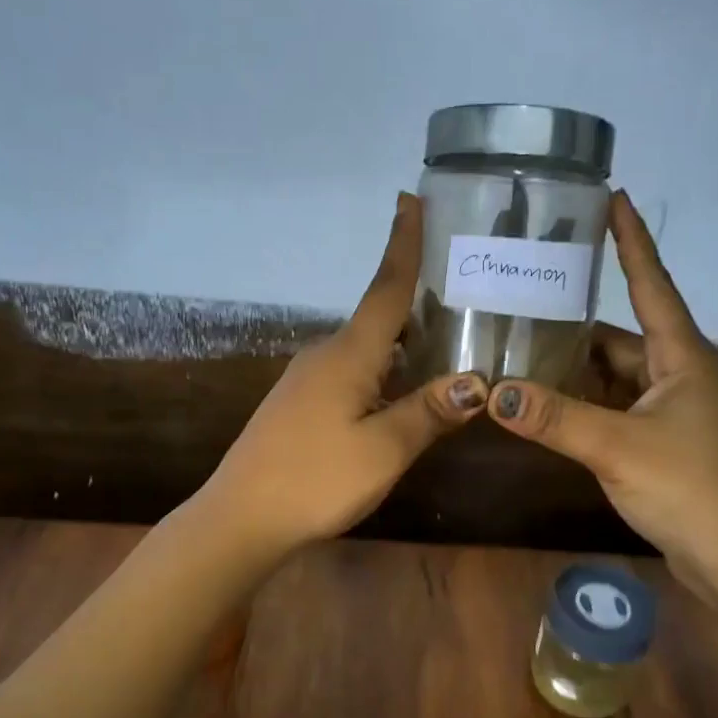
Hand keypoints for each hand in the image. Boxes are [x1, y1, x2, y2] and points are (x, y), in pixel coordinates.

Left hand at [199, 193, 487, 556]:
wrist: (241, 518)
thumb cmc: (314, 480)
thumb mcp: (383, 450)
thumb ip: (429, 412)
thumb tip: (476, 382)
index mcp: (348, 354)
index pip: (386, 288)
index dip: (403, 244)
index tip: (411, 199)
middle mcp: (326, 355)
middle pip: (380, 316)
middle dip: (418, 299)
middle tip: (463, 289)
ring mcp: (308, 380)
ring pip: (368, 349)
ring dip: (404, 341)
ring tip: (448, 342)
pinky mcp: (301, 404)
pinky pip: (353, 372)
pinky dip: (384, 370)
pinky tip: (404, 391)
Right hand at [485, 190, 717, 588]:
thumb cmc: (691, 489)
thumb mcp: (616, 447)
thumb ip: (554, 418)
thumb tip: (494, 390)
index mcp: (681, 357)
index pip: (652, 284)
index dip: (632, 241)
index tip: (613, 198)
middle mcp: (678, 374)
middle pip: (620, 335)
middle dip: (575, 321)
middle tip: (524, 299)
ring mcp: (670, 411)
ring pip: (613, 375)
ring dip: (574, 369)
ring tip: (519, 350)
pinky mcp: (660, 442)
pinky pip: (612, 407)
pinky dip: (581, 404)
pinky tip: (544, 405)